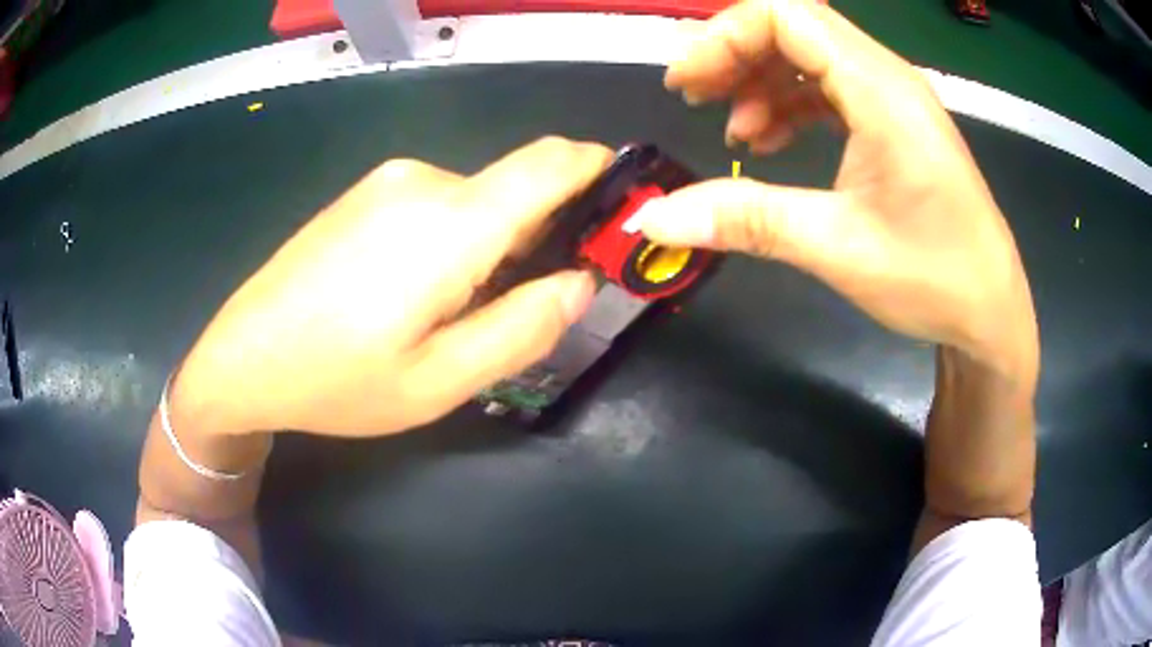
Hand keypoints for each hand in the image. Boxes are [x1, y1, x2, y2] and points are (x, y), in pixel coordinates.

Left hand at [175, 137, 611, 435]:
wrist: (242, 358)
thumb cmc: (337, 380)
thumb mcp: (440, 382)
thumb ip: (523, 328)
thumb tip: (581, 281)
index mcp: (451, 222)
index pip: (553, 162)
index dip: (600, 171)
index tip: (621, 209)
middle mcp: (424, 181)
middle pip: (516, 191)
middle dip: (539, 239)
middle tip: (517, 310)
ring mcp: (389, 181)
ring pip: (476, 203)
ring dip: (490, 248)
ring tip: (448, 315)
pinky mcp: (367, 193)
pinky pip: (437, 205)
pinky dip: (453, 240)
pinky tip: (410, 293)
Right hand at [632, 0, 1037, 379]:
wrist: (991, 314)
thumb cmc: (933, 279)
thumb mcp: (837, 248)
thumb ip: (746, 220)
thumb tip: (654, 218)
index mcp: (882, 91)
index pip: (787, 16)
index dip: (723, 36)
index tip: (683, 83)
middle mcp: (889, 79)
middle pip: (794, 28)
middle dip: (734, 54)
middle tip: (693, 99)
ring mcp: (894, 100)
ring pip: (811, 57)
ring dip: (761, 81)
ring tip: (735, 133)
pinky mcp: (895, 124)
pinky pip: (831, 89)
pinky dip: (791, 105)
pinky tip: (772, 141)